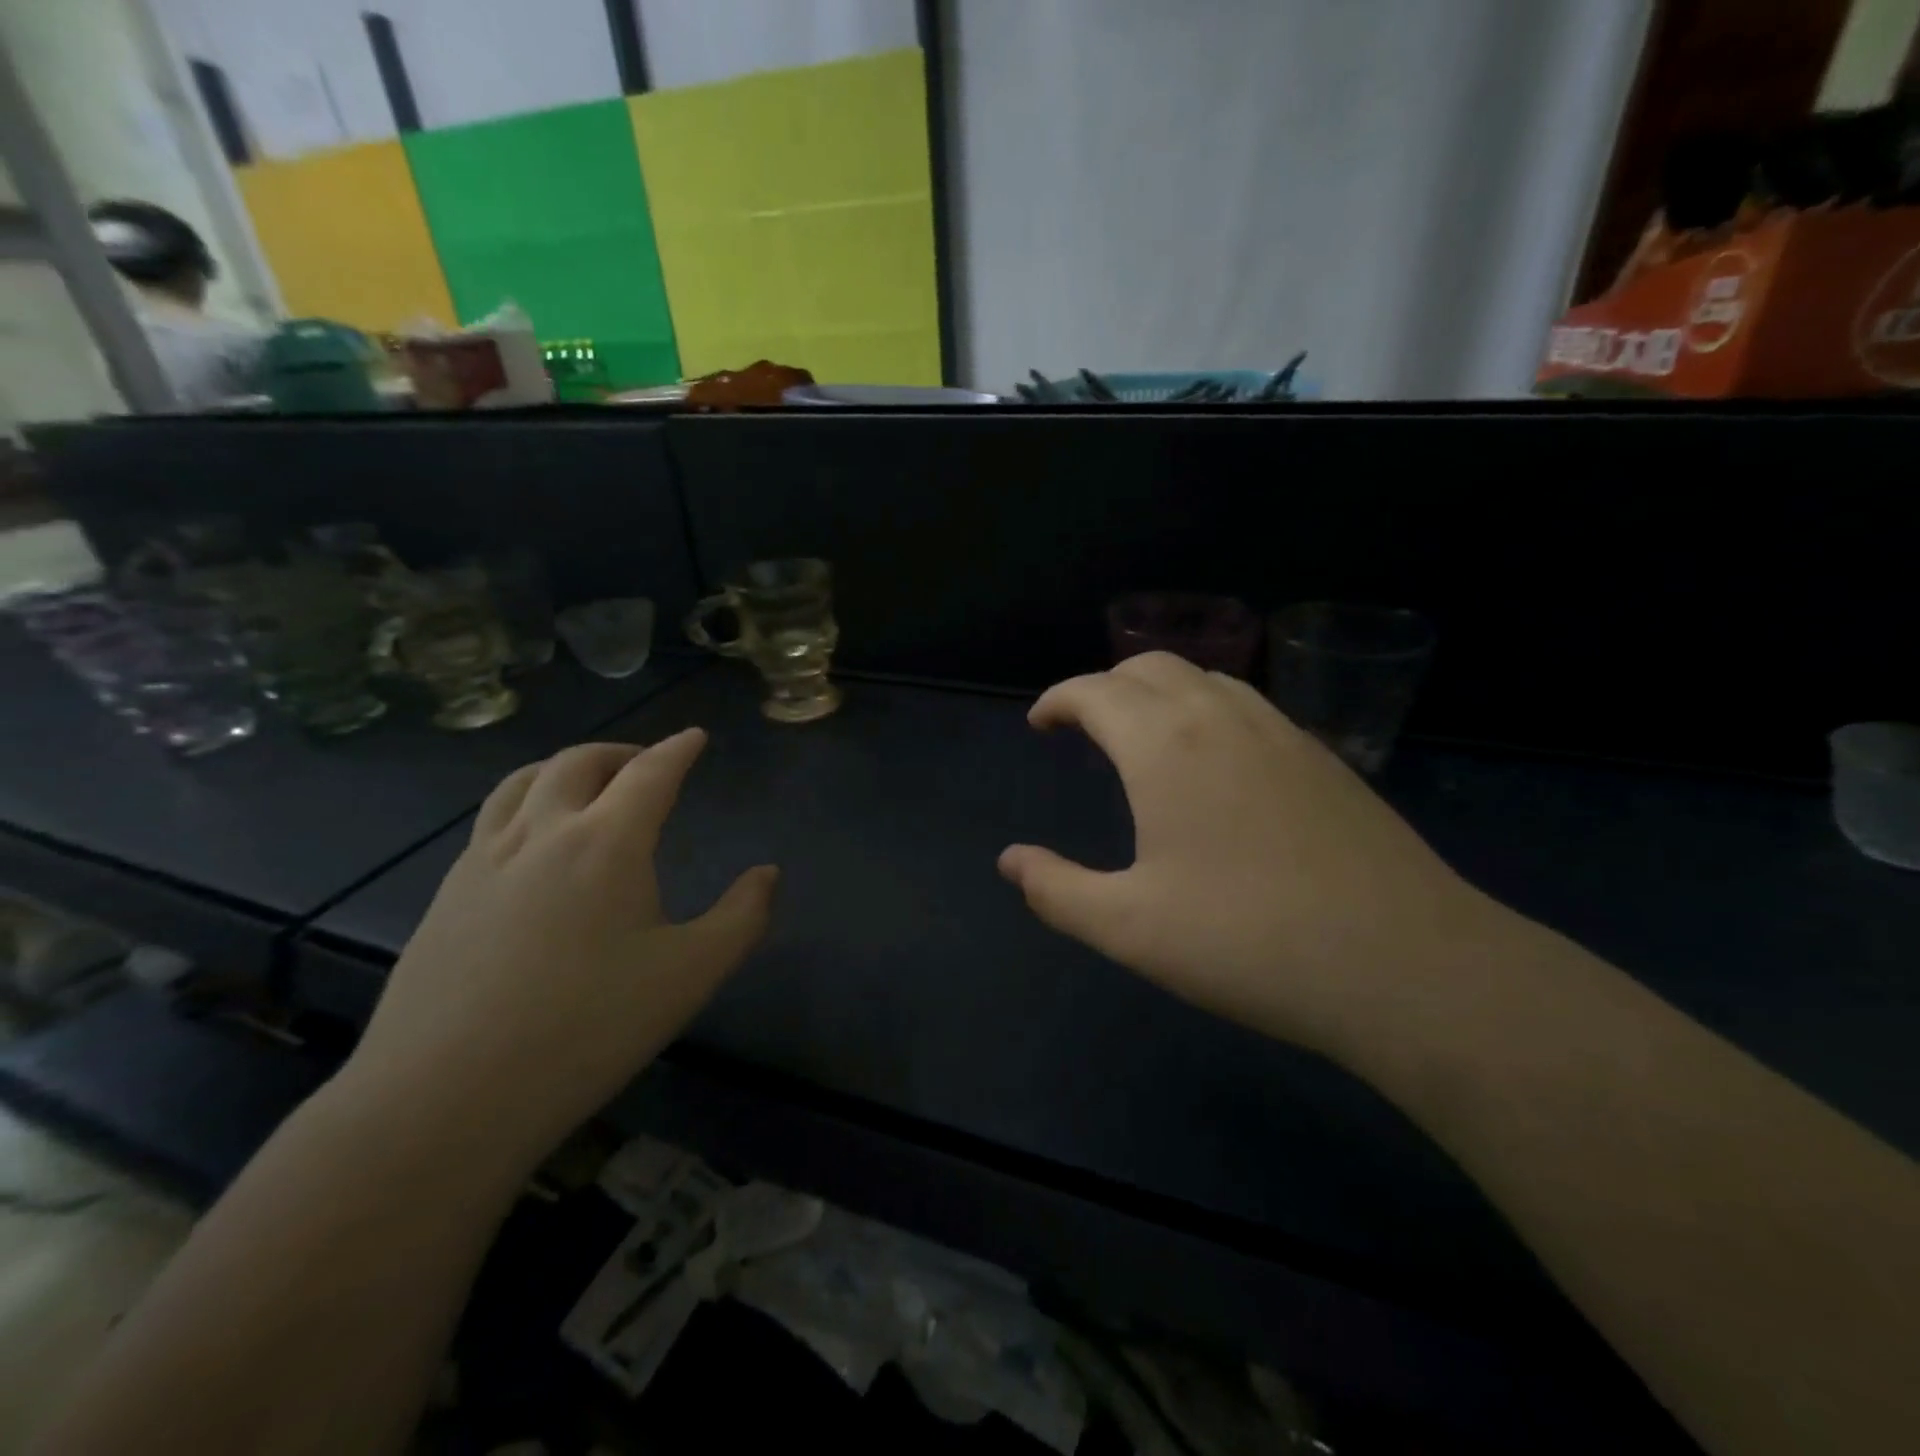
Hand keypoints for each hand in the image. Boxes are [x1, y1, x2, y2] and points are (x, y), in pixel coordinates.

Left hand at [345, 730, 777, 1168]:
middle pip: (579, 762)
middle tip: (645, 762)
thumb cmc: (588, 1029)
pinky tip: (534, 844)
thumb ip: (741, 917)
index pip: (650, 772)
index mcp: (607, 843)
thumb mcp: (691, 976)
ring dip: (565, 767)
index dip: (677, 749)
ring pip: (523, 781)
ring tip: (586, 783)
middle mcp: (542, 833)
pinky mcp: (446, 895)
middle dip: (620, 751)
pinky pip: (492, 821)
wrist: (446, 1099)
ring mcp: (483, 861)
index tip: (694, 737)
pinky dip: (526, 804)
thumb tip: (766, 874)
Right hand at [998, 653, 1505, 1058]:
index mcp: (1164, 746)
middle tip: (1084, 728)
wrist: (1405, 965)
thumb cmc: (1248, 943)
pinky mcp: (1323, 757)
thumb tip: (1010, 862)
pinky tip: (1214, 763)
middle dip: (1104, 686)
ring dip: (1159, 691)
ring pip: (1204, 677)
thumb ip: (1057, 890)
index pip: (1094, 691)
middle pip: (1148, 667)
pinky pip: (1247, 704)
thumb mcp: (1129, 929)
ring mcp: (1281, 731)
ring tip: (1143, 737)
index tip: (1039, 724)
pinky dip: (1207, 709)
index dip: (1057, 699)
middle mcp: (1220, 718)